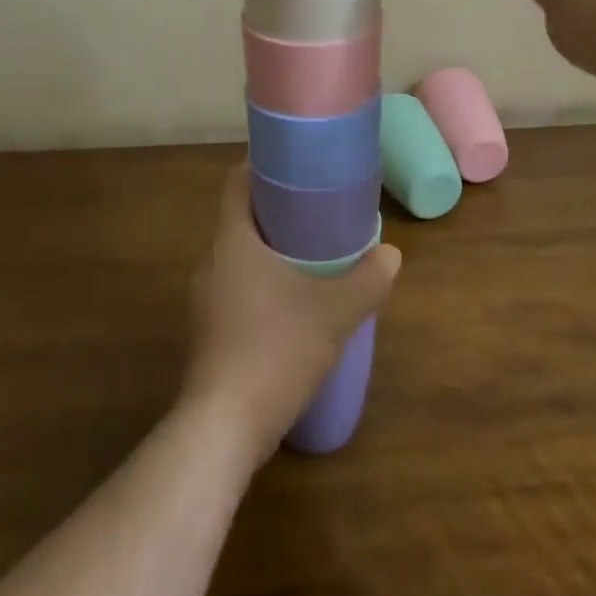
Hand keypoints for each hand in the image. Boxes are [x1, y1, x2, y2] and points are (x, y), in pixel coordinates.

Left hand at [181, 164, 399, 465]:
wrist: (222, 430)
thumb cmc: (275, 350)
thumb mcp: (333, 312)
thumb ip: (367, 280)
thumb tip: (391, 254)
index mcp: (232, 240)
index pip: (236, 182)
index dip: (261, 165)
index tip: (294, 165)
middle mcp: (210, 262)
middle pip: (240, 218)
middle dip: (276, 211)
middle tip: (315, 210)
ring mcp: (204, 300)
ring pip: (238, 257)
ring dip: (269, 251)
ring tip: (309, 257)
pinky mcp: (206, 333)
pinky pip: (235, 289)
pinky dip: (260, 284)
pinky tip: (291, 307)